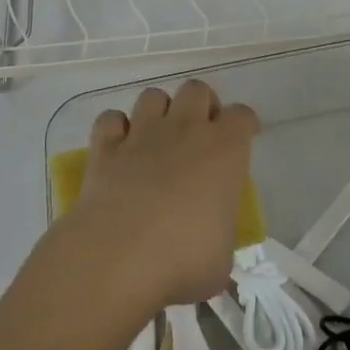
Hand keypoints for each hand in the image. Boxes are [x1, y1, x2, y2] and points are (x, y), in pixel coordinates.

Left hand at [63, 79, 258, 312]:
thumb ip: (220, 238)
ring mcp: (142, 134)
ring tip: (158, 138)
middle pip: (197, 90)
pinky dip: (115, 129)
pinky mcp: (105, 148)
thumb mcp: (221, 259)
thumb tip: (213, 250)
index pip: (243, 115)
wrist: (117, 258)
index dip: (244, 125)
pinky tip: (119, 148)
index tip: (242, 140)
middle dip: (201, 105)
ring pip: (153, 95)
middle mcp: (185, 130)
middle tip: (199, 135)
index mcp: (225, 151)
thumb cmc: (183, 260)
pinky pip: (110, 119)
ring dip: (158, 111)